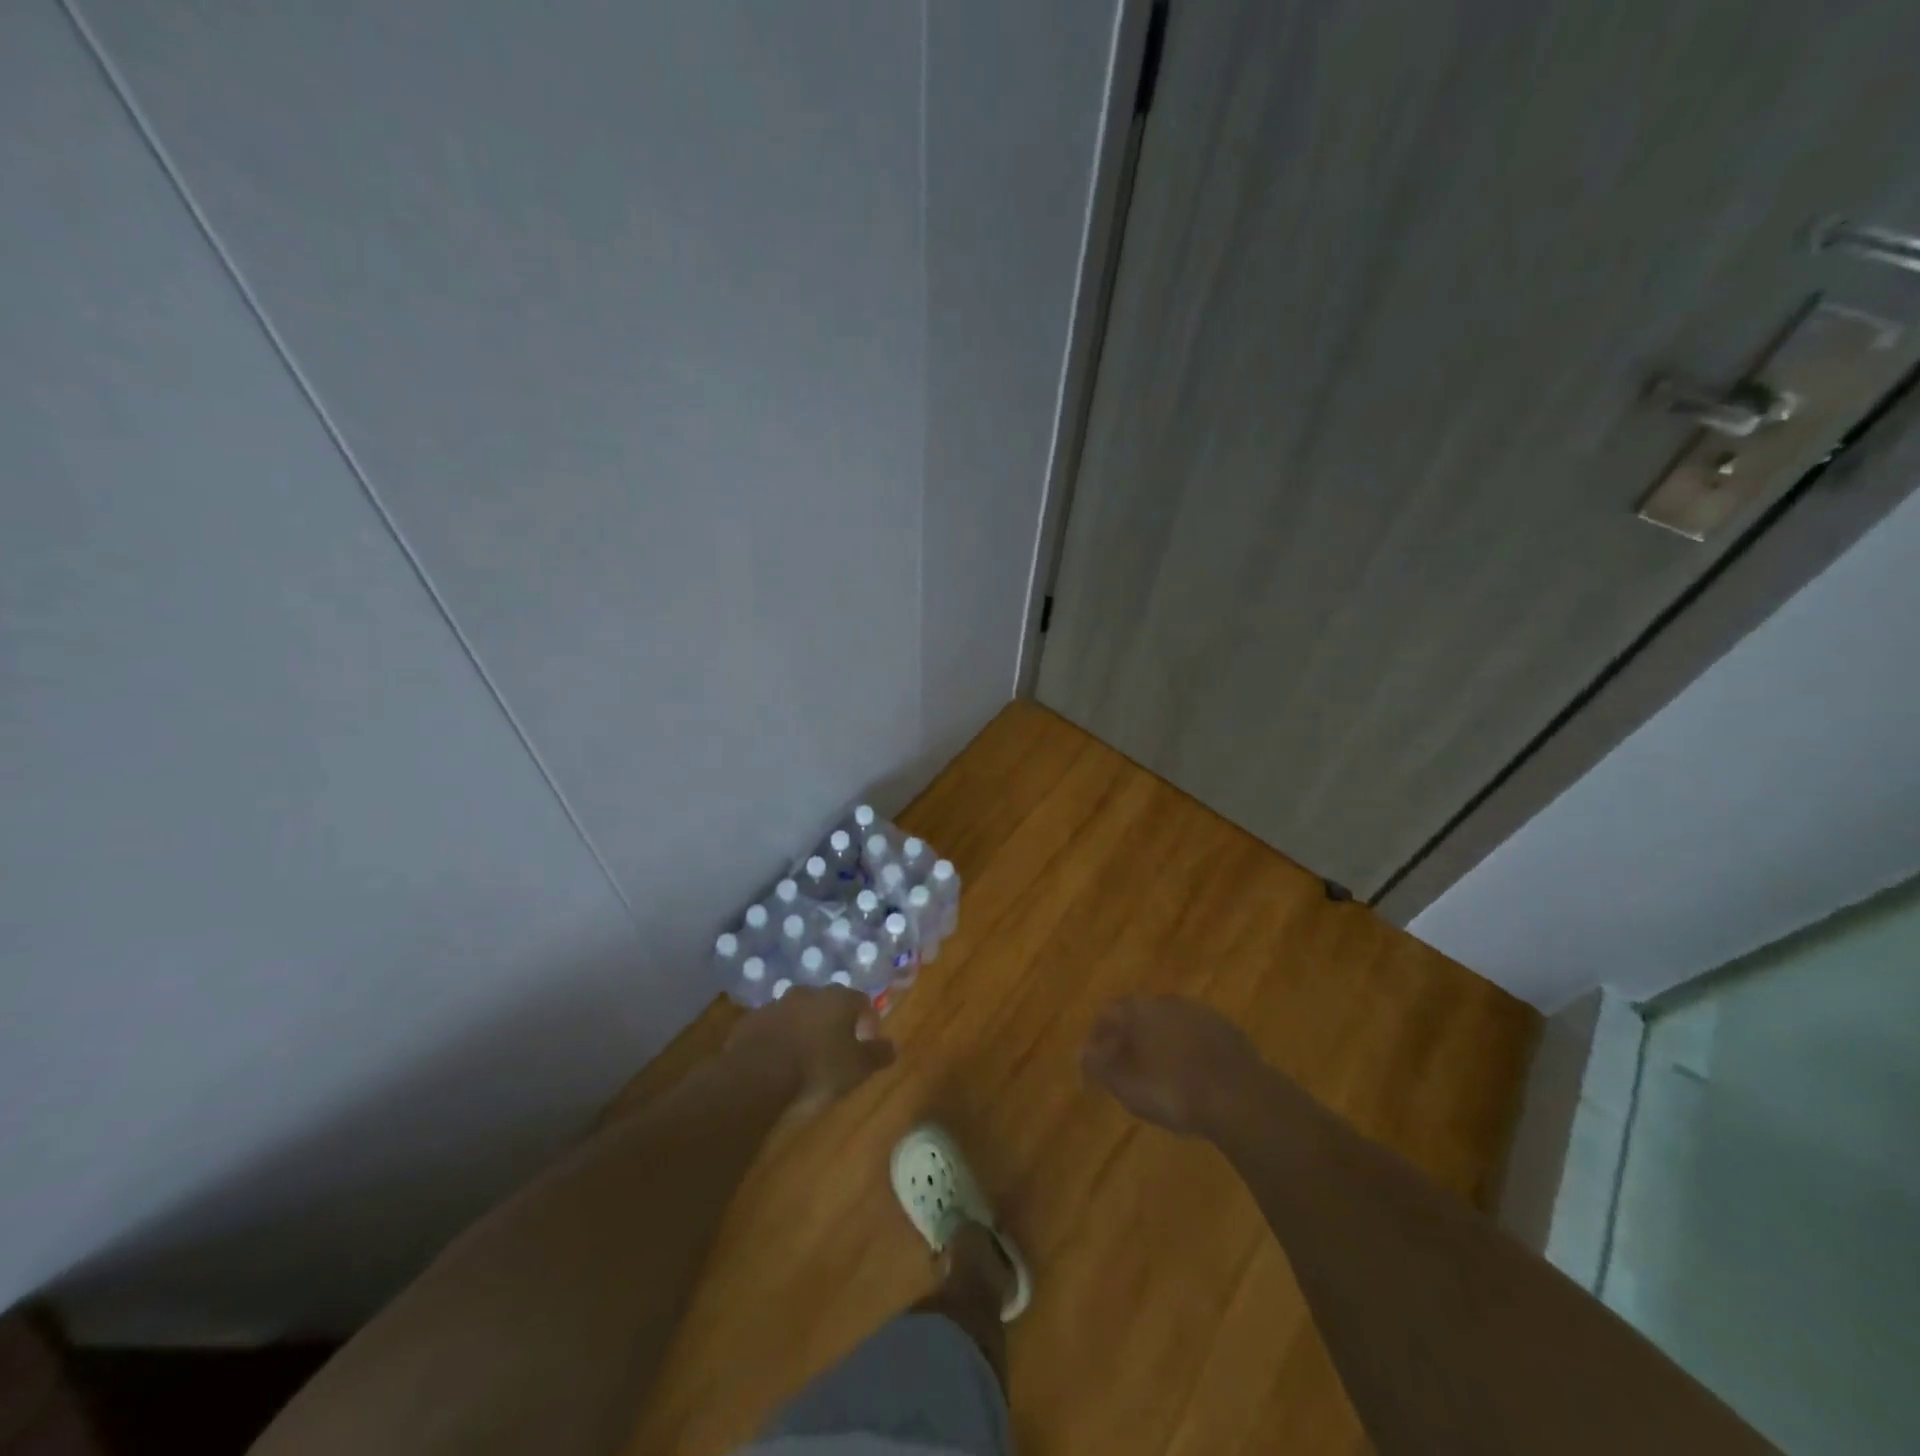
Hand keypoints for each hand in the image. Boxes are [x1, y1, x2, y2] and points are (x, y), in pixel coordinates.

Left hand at [724, 986, 896, 1117]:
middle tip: (835, 1050)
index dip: (867, 1022)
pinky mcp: (751, 1020)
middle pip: (829, 1003)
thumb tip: (893, 1046)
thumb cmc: (816, 1070)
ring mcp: (776, 1004)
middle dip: (834, 1022)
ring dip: (805, 1028)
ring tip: (804, 1057)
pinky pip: (772, 1026)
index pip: (862, 1001)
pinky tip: (777, 1061)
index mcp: (839, 999)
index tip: (866, 1044)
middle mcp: (809, 993)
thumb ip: (877, 1055)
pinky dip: (779, 1038)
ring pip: (799, 1012)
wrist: (755, 1076)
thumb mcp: (856, 1069)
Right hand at [1081, 996, 1266, 1138]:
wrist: (1242, 1098)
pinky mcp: (1228, 1031)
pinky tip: (1191, 1078)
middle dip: (1129, 1039)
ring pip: (1170, 1025)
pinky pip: (1196, 1037)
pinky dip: (1187, 1051)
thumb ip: (1100, 1066)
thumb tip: (1081, 1052)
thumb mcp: (1126, 1086)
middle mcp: (1169, 1001)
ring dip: (1159, 1044)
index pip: (1108, 1013)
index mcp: (1141, 1009)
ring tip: (1158, 1076)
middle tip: (1126, 1069)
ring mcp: (1201, 1013)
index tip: (1096, 1062)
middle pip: (1140, 1015)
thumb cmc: (1174, 1091)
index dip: (1098, 1037)